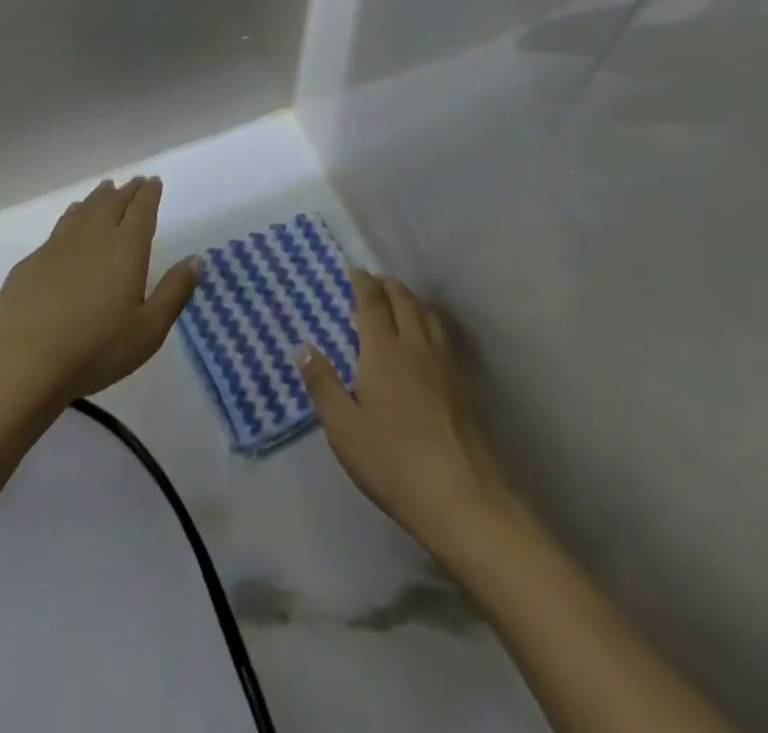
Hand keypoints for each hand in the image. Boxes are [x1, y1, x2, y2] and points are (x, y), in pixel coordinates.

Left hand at [0, 177, 199, 412]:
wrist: (22, 361)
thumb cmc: (96, 349)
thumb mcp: (148, 329)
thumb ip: (174, 291)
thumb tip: (196, 259)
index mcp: (126, 248)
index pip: (141, 210)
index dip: (149, 194)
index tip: (154, 181)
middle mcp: (93, 237)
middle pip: (113, 204)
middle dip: (127, 191)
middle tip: (135, 181)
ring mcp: (58, 246)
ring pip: (84, 210)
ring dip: (98, 198)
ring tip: (105, 190)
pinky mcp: (32, 262)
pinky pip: (60, 226)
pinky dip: (72, 215)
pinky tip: (70, 220)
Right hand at [297, 270, 520, 557]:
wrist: (463, 496)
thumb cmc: (392, 461)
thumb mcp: (343, 428)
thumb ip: (322, 383)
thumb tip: (303, 346)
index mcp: (383, 350)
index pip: (373, 303)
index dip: (363, 283)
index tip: (355, 270)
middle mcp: (416, 346)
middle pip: (404, 301)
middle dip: (388, 285)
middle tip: (375, 279)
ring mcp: (445, 364)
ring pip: (428, 315)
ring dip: (411, 299)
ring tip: (400, 300)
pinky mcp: (465, 384)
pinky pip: (444, 335)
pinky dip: (430, 321)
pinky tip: (428, 338)